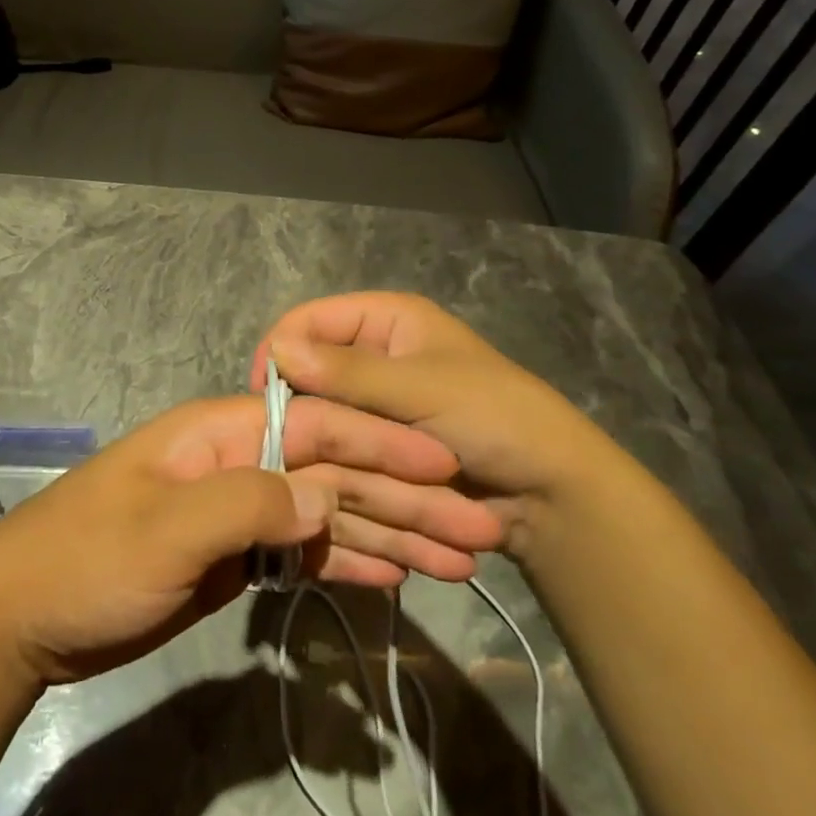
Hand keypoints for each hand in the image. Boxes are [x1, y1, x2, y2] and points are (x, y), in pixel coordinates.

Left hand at [0, 394, 502, 684]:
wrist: (26, 614)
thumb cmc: (87, 557)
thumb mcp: (164, 527)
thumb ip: (246, 502)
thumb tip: (323, 492)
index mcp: (220, 433)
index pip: (315, 426)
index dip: (380, 441)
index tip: (444, 463)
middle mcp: (238, 462)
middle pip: (332, 472)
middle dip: (405, 496)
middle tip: (479, 528)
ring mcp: (238, 512)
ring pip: (327, 515)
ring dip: (391, 534)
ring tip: (460, 559)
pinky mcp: (235, 559)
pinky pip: (304, 555)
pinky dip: (348, 563)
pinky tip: (397, 576)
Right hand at [252, 292, 620, 557]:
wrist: (552, 496)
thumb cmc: (494, 419)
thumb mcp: (421, 390)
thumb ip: (348, 373)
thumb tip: (278, 351)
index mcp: (386, 319)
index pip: (311, 319)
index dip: (282, 349)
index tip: (262, 395)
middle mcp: (375, 353)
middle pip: (313, 367)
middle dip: (300, 402)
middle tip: (284, 441)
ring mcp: (377, 401)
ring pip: (324, 409)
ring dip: (317, 435)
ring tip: (303, 468)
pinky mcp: (381, 441)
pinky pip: (342, 441)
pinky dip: (332, 458)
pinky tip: (321, 481)